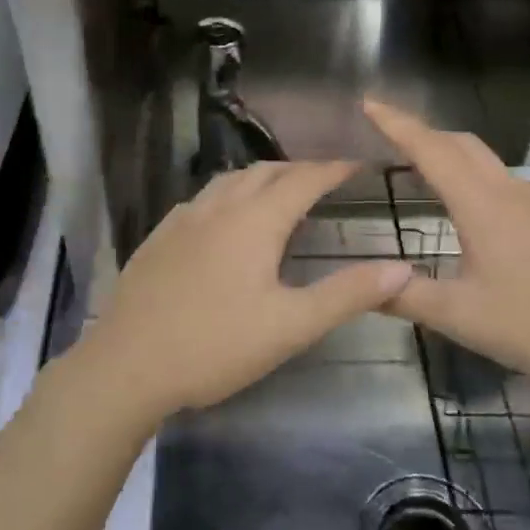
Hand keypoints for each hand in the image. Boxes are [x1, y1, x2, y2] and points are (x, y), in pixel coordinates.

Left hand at [62, 161, 414, 426]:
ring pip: (228, 182)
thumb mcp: (291, 326)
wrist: (127, 365)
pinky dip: (227, 197)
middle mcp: (217, 208)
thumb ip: (347, 294)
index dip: (333, 169)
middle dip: (298, 170)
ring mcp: (182, 220)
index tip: (357, 165)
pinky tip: (224, 222)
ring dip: (260, 179)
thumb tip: (402, 268)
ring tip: (279, 194)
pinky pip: (202, 201)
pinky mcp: (158, 239)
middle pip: (264, 172)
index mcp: (254, 221)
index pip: (303, 179)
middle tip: (323, 181)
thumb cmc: (215, 345)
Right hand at [364, 99, 529, 401]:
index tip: (368, 103)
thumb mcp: (462, 318)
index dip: (397, 124)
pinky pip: (504, 181)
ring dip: (449, 153)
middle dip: (421, 132)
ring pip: (486, 161)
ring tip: (419, 167)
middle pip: (461, 144)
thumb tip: (362, 283)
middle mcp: (512, 193)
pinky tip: (470, 207)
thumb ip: (406, 297)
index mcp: (483, 206)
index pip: (431, 150)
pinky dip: (474, 175)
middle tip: (385, 135)